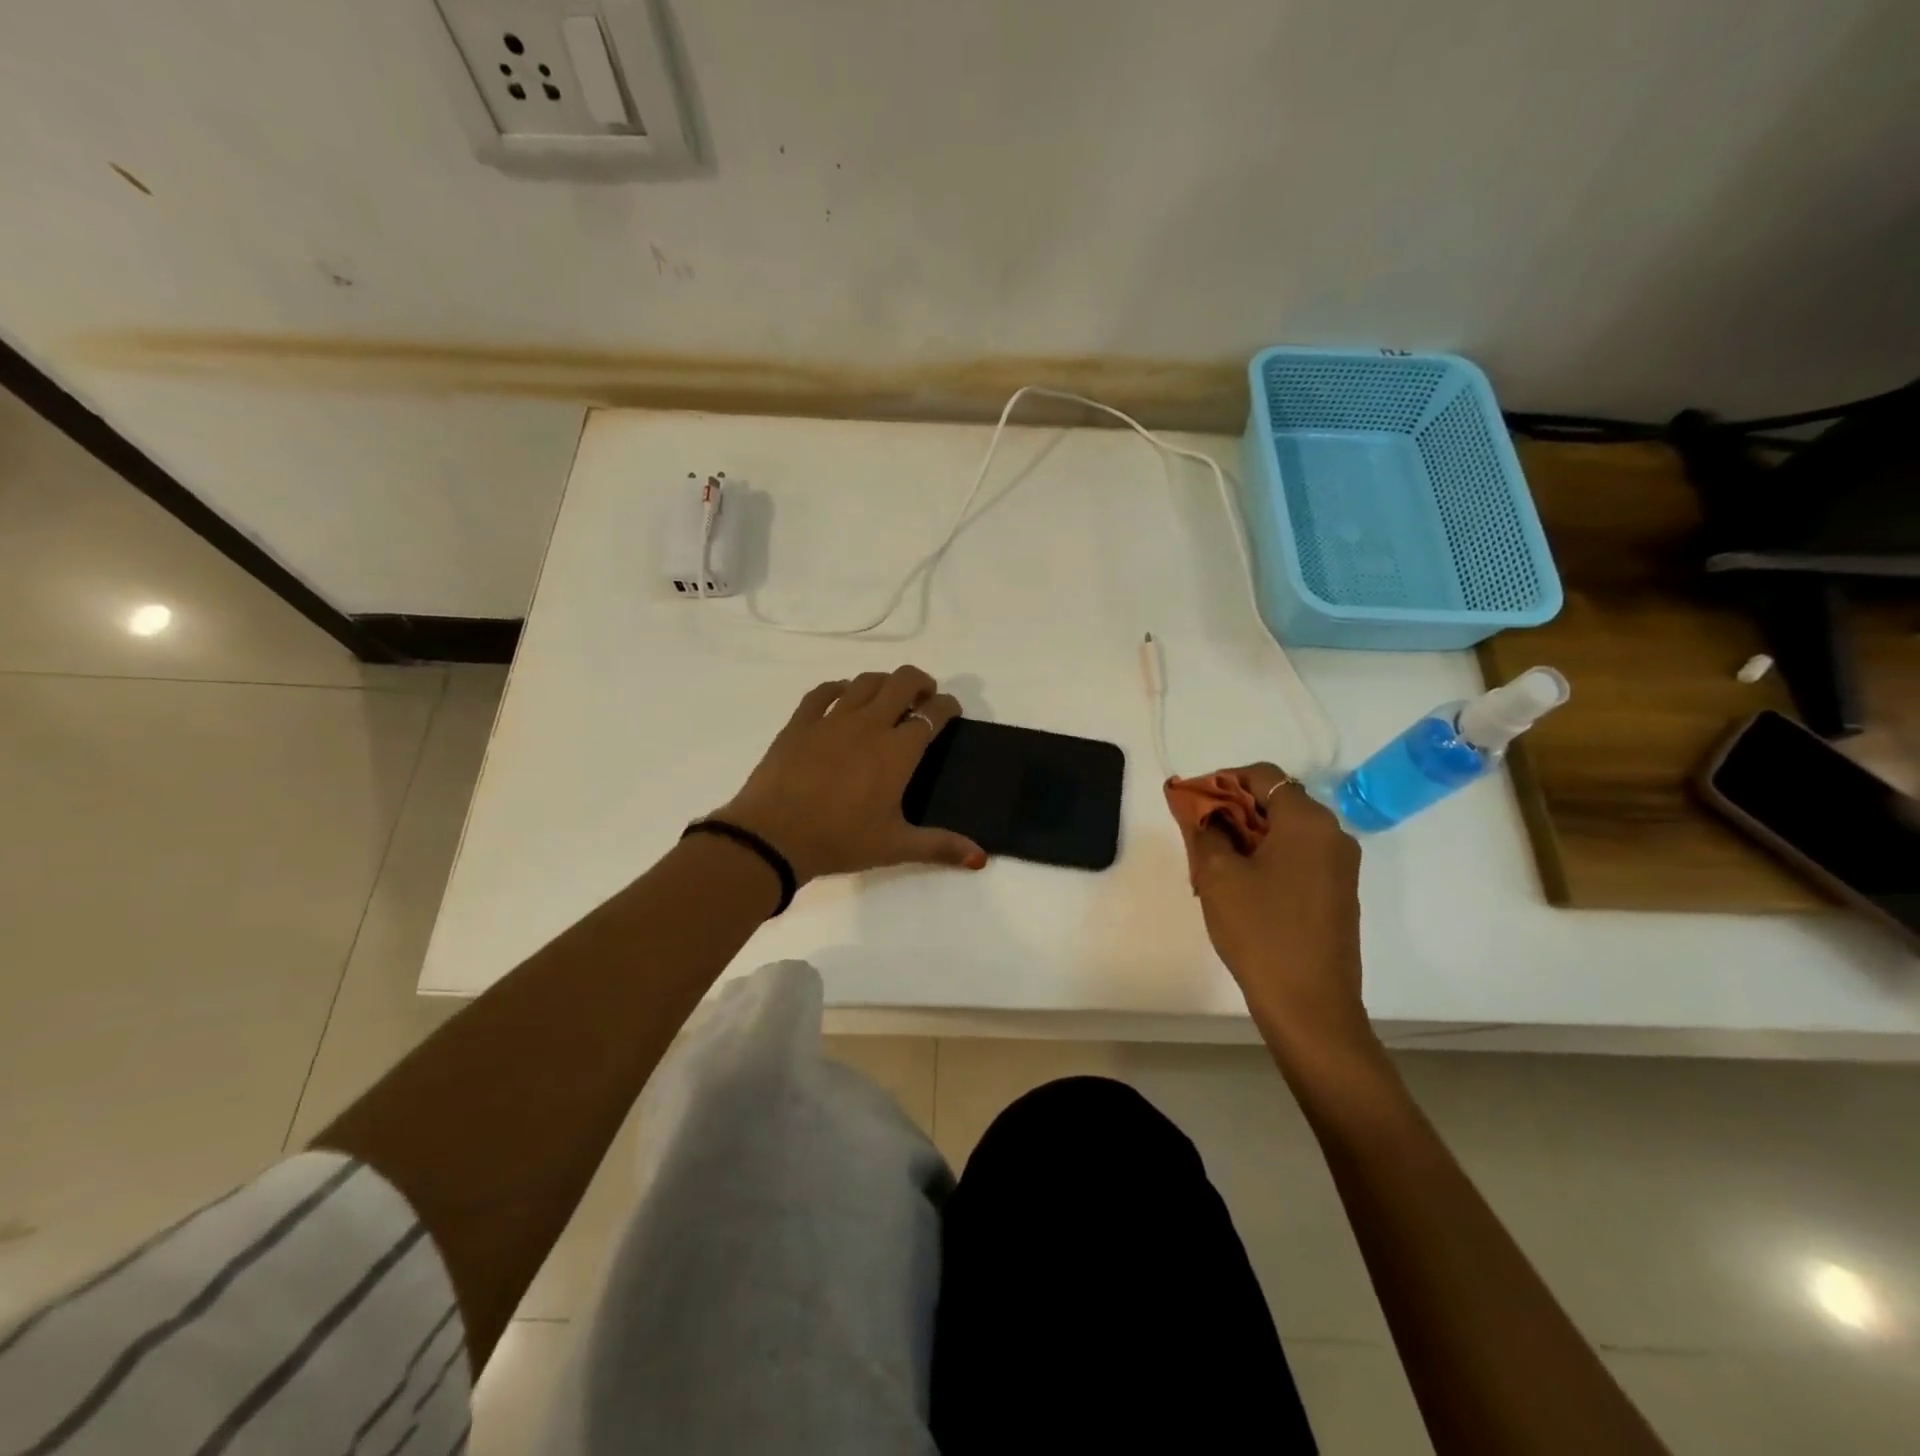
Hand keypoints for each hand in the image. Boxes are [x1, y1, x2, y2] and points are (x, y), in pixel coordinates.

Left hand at [714, 666, 986, 885]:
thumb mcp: (895, 846)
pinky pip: (823, 692)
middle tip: (924, 698)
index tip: (952, 710)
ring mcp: (831, 720)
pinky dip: (839, 688)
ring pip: (865, 681)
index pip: (933, 714)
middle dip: (920, 682)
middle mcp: (869, 724)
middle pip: (902, 682)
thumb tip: (980, 858)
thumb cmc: (840, 840)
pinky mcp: (800, 723)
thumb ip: (940, 846)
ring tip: (888, 697)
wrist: (773, 836)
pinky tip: (842, 697)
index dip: (948, 706)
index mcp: (897, 751)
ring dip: (884, 683)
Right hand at [1168, 763, 1370, 1058]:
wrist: (1309, 1005)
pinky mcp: (1338, 893)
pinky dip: (1269, 858)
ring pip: (1287, 831)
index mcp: (1307, 821)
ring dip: (1249, 836)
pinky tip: (1242, 886)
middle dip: (1233, 810)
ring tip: (1214, 864)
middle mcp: (1333, 834)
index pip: (1263, 776)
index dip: (1222, 781)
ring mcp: (1341, 866)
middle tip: (1199, 835)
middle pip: (1277, 801)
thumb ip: (1205, 830)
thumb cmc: (1260, 931)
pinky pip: (1299, 857)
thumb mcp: (1218, 876)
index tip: (1193, 804)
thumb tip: (1199, 808)